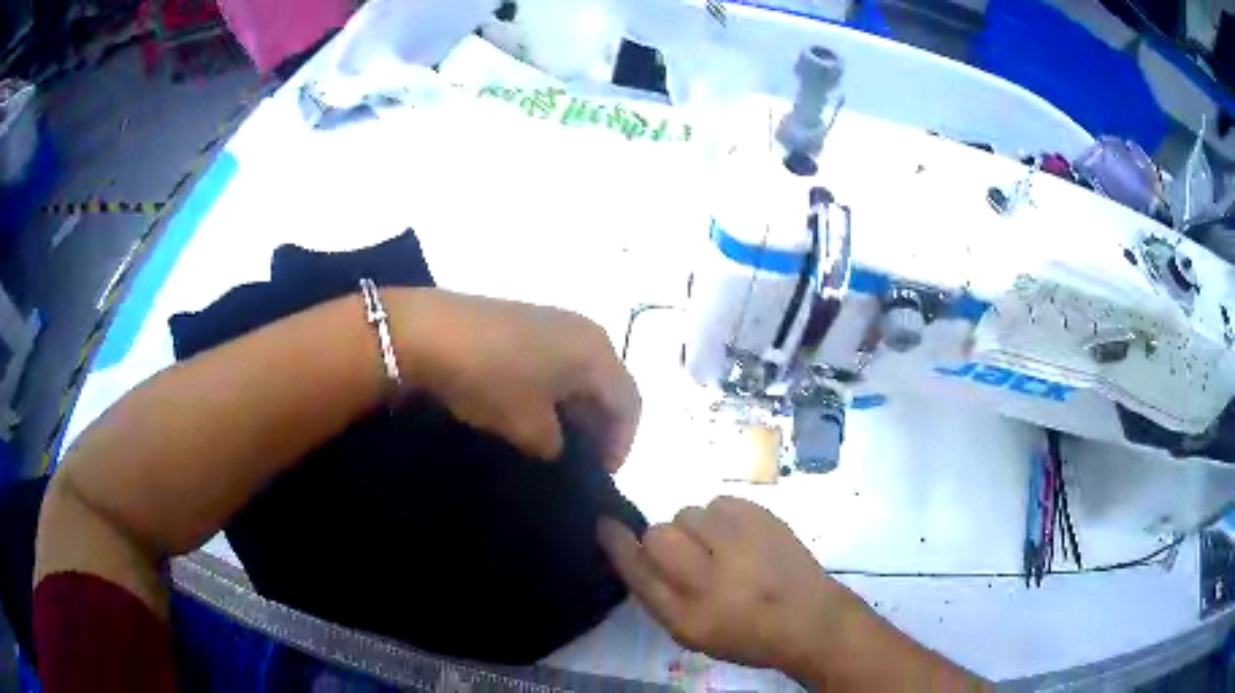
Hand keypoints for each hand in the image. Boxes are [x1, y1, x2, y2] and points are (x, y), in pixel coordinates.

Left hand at [395, 289, 640, 470]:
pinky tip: (528, 409)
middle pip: (608, 385)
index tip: (599, 474)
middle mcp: (584, 330)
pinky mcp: (525, 320)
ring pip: (580, 373)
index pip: (629, 405)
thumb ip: (557, 445)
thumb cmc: (491, 379)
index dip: (620, 444)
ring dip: (573, 409)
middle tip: (577, 459)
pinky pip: (555, 360)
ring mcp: (553, 320)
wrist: (428, 331)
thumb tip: (556, 446)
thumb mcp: (528, 427)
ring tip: (551, 439)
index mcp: (598, 352)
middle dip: (598, 426)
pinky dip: (552, 389)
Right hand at [597, 497, 861, 677]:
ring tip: (724, 548)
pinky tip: (742, 538)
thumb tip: (634, 551)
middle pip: (659, 535)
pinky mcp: (764, 520)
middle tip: (692, 554)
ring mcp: (740, 545)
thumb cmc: (745, 633)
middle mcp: (709, 580)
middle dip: (665, 539)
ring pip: (689, 513)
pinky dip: (723, 517)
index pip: (638, 570)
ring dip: (697, 528)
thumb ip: (658, 594)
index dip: (617, 544)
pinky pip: (720, 502)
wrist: (808, 619)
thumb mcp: (692, 632)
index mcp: (686, 616)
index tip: (605, 525)